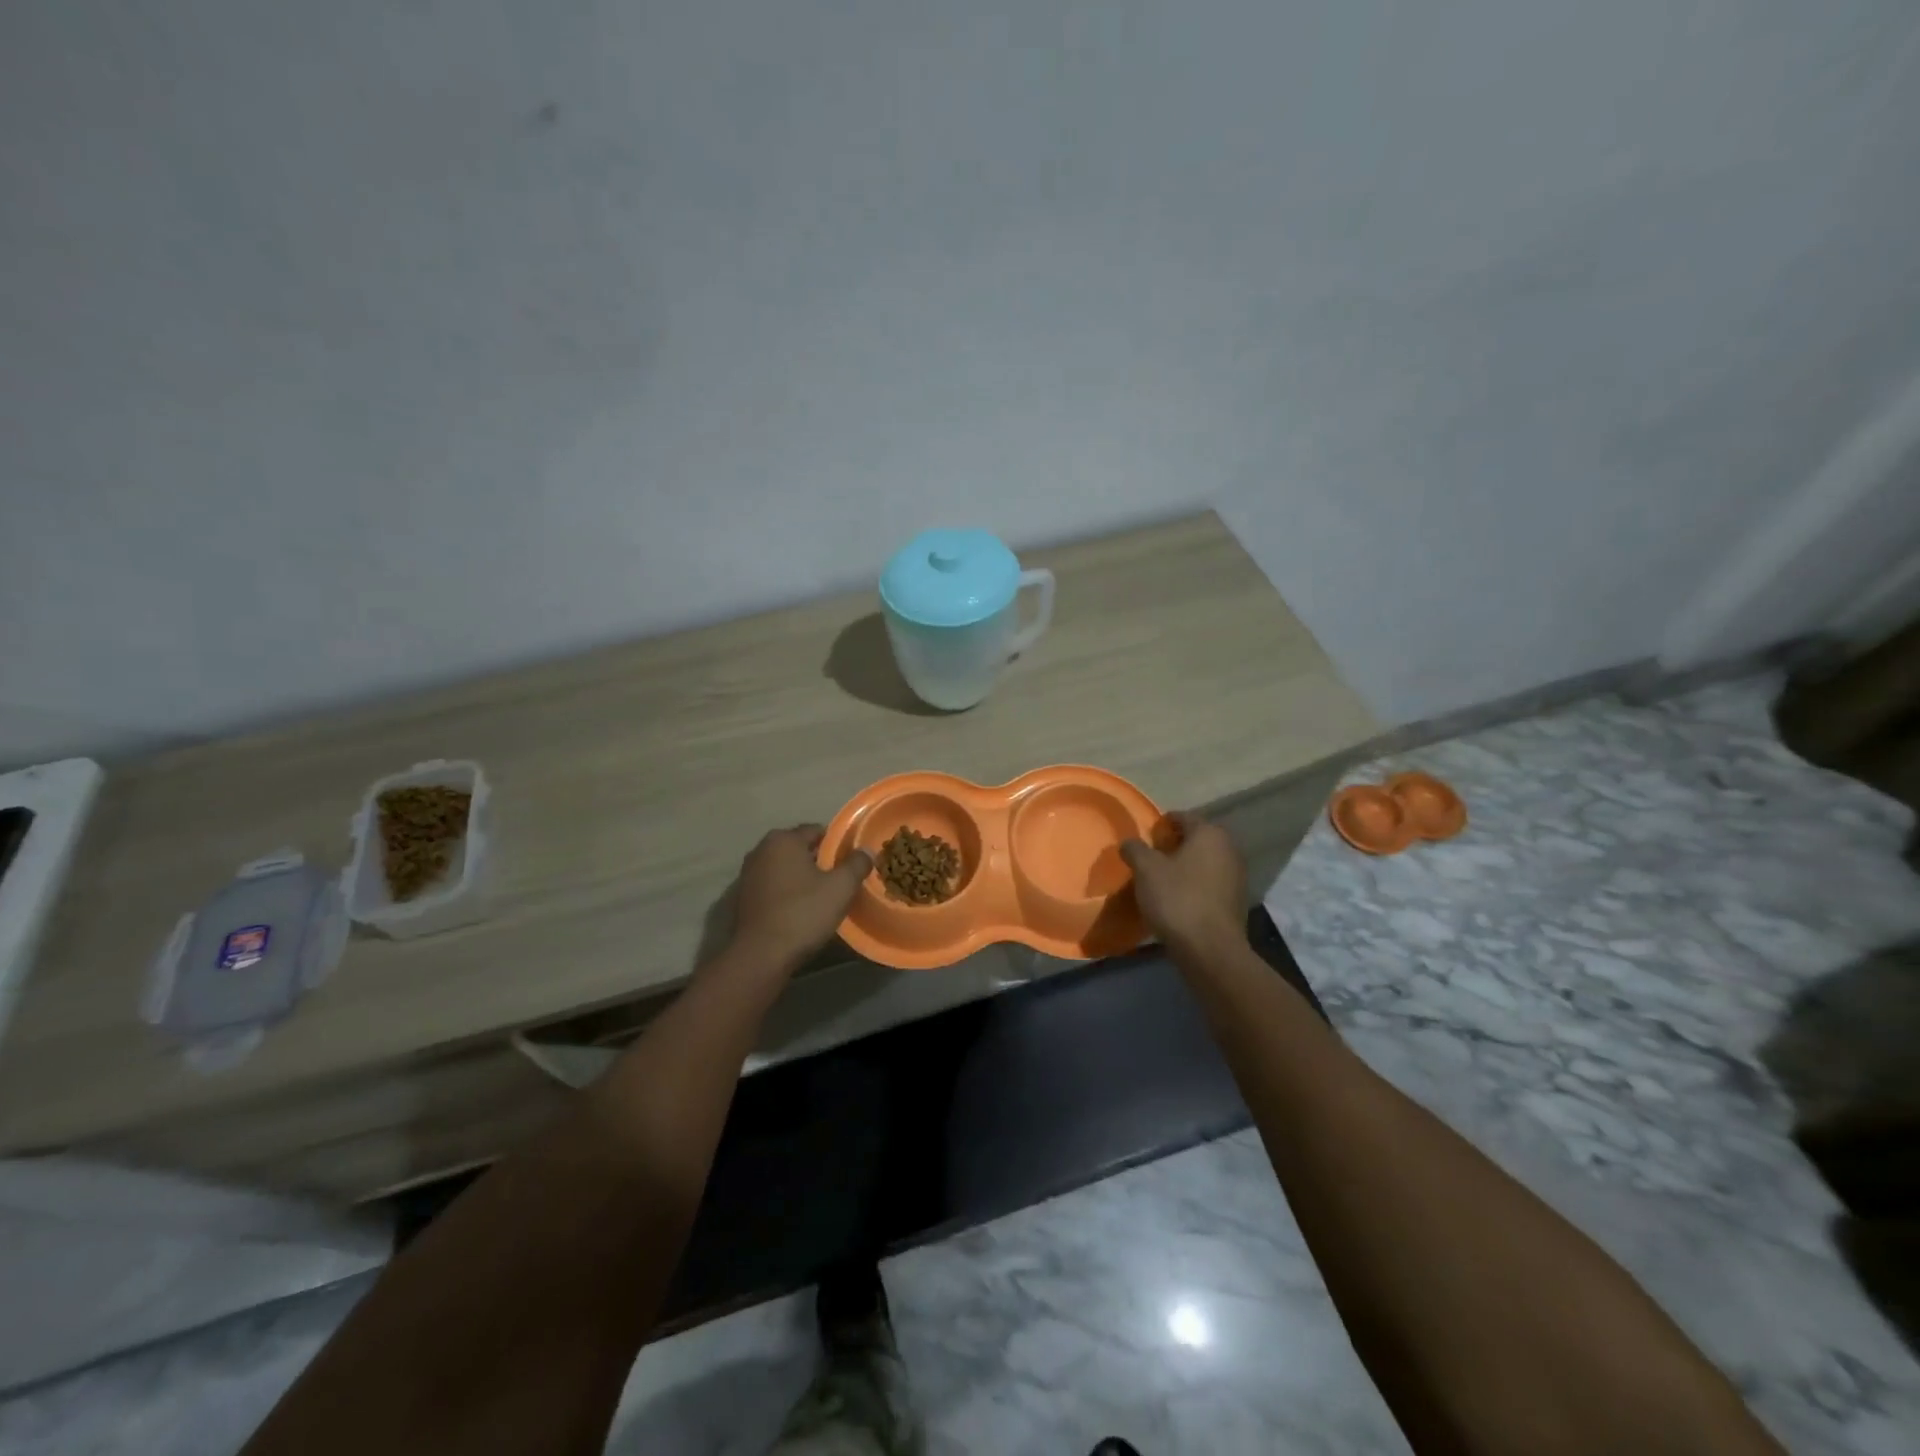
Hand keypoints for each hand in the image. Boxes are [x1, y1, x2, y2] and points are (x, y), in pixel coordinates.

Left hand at [728, 825, 872, 971]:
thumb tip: (866, 851)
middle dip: (818, 861)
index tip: (849, 865)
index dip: (837, 846)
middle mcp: (761, 849)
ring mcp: (748, 873)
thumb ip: (857, 864)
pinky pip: (772, 886)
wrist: (761, 955)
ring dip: (801, 878)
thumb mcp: (841, 887)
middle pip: (799, 849)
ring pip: (784, 868)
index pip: (817, 831)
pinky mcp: (742, 897)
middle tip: (838, 882)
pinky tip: (798, 910)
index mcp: (783, 839)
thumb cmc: (803, 913)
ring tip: (820, 897)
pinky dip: (786, 892)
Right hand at [1120, 812, 1246, 952]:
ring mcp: (1236, 876)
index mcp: (1209, 833)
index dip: (1162, 824)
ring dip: (1184, 867)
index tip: (1146, 837)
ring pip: (1204, 862)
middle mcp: (1229, 849)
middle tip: (1150, 858)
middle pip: (1196, 839)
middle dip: (1174, 845)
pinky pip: (1210, 883)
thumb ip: (1135, 849)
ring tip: (1160, 880)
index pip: (1183, 817)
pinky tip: (1177, 899)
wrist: (1210, 949)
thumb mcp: (1146, 869)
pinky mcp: (1236, 901)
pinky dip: (1194, 885)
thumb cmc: (1177, 898)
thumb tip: (1130, 843)